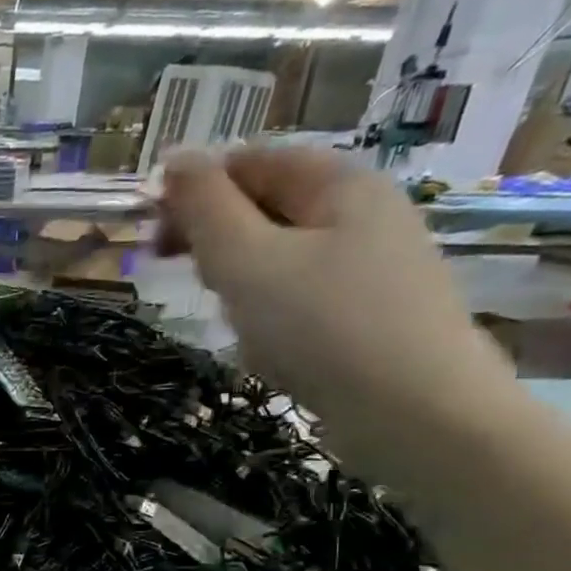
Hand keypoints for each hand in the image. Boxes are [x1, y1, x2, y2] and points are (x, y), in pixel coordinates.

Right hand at [158, 146, 518, 471]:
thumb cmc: (322, 328)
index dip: (193, 191)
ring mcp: (372, 267)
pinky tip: (270, 354)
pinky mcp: (371, 316)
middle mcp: (362, 214)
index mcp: (337, 184)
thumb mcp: (246, 261)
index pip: (250, 162)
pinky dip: (272, 320)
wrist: (417, 414)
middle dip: (218, 245)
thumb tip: (174, 156)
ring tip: (239, 329)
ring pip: (279, 261)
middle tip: (193, 283)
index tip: (154, 240)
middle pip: (266, 209)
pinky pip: (302, 302)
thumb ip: (205, 207)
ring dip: (242, 289)